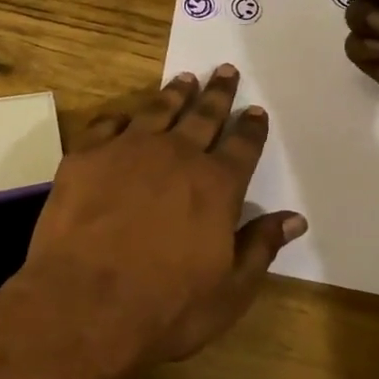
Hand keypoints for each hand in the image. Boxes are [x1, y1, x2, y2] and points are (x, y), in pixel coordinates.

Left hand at [16, 65, 305, 371]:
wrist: (84, 302)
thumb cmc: (165, 307)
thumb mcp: (228, 291)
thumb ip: (260, 248)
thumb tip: (294, 219)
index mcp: (216, 186)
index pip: (243, 147)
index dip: (251, 129)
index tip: (256, 111)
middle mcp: (176, 156)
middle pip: (203, 116)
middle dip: (218, 94)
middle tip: (226, 72)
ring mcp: (127, 150)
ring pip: (157, 111)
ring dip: (174, 94)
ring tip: (185, 79)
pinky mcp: (85, 157)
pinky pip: (108, 125)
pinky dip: (121, 118)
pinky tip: (125, 116)